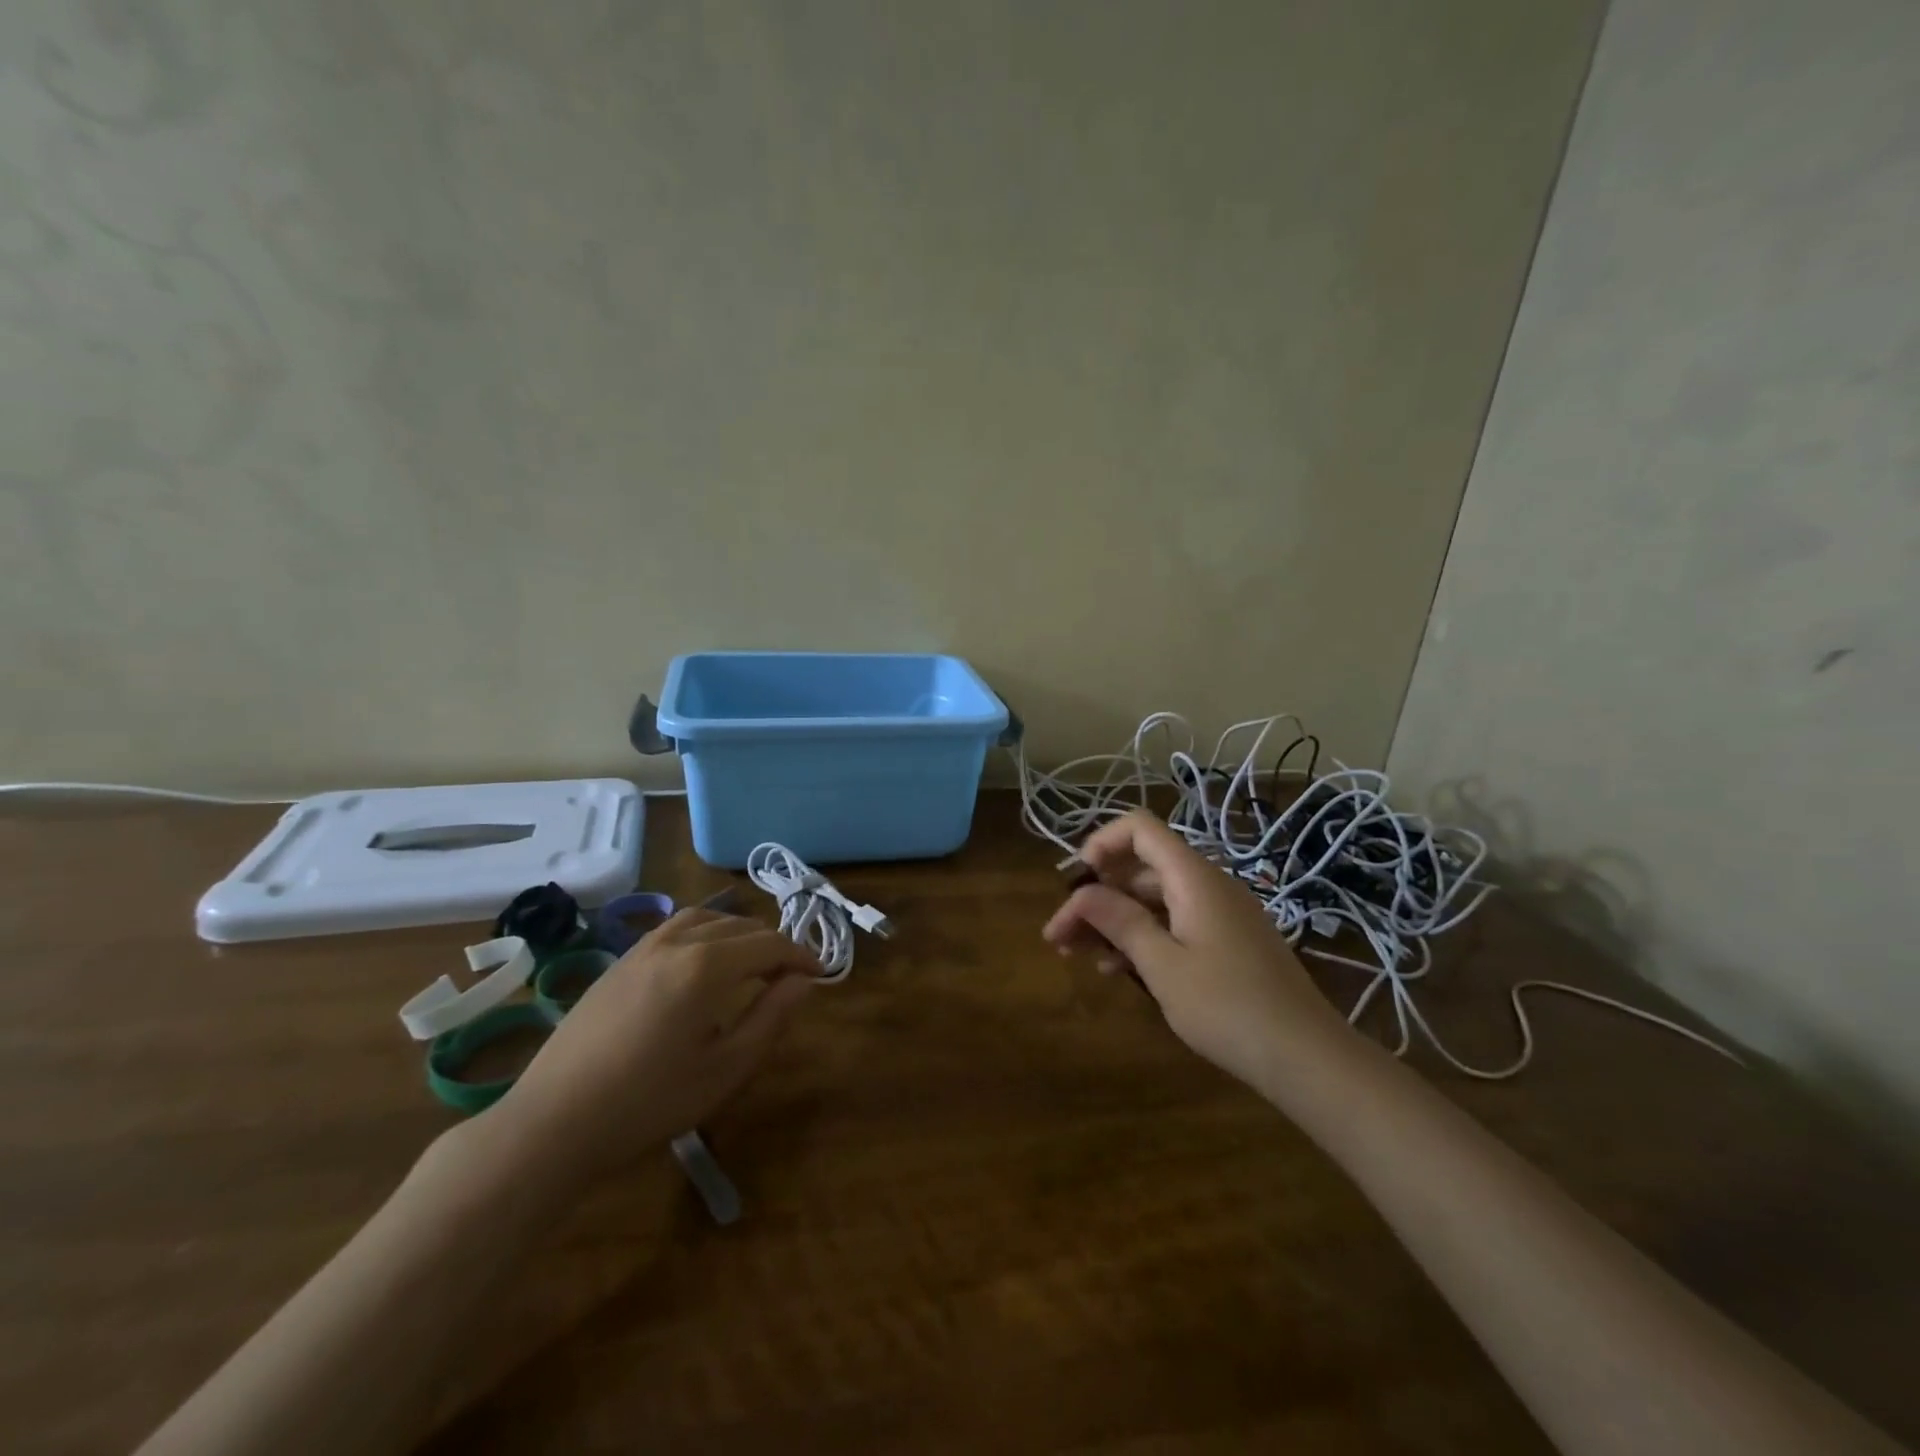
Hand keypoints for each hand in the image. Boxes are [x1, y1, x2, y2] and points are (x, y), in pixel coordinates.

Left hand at [495, 908, 819, 1186]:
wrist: (553, 1122)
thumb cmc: (649, 1102)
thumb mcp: (725, 1068)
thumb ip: (771, 1017)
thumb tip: (804, 981)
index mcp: (707, 966)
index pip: (769, 944)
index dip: (800, 956)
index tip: (820, 975)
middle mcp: (677, 942)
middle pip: (739, 926)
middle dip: (772, 944)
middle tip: (790, 974)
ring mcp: (643, 948)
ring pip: (705, 919)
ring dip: (737, 933)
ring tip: (751, 961)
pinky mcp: (619, 962)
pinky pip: (674, 928)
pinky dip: (704, 933)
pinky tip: (701, 964)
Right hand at [1042, 810, 1352, 1089]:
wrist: (1306, 1057)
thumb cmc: (1228, 1007)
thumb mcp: (1163, 966)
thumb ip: (1120, 922)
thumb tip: (1081, 893)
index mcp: (1193, 877)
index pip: (1140, 828)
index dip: (1100, 843)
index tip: (1073, 882)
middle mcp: (1207, 884)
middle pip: (1140, 867)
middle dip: (1096, 894)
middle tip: (1059, 935)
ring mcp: (1219, 913)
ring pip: (1153, 898)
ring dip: (1113, 919)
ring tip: (1076, 955)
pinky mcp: (1227, 941)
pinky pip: (1174, 922)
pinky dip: (1142, 936)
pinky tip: (1116, 969)